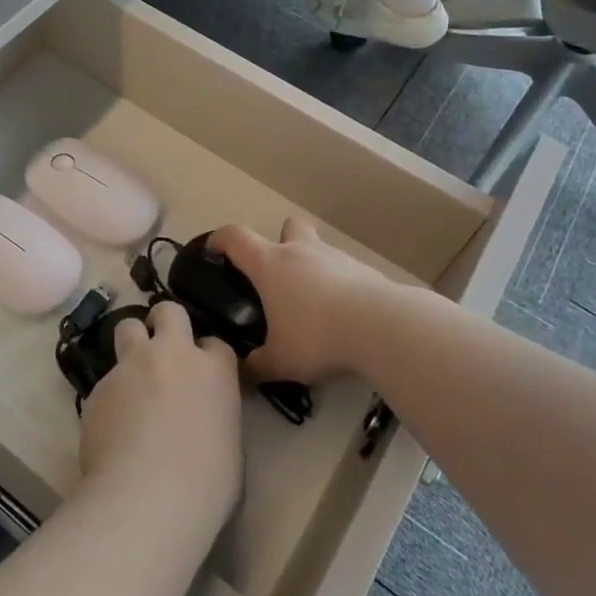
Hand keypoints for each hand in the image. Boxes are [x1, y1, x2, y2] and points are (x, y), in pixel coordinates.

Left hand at [78, 302, 241, 537]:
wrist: (148, 497)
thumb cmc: (205, 484)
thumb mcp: (229, 444)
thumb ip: (215, 413)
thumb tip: (201, 415)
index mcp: (213, 370)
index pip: (215, 342)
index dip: (206, 355)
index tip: (201, 372)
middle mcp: (172, 355)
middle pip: (168, 311)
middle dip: (164, 321)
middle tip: (161, 347)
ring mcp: (131, 366)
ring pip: (127, 327)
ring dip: (131, 343)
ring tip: (131, 375)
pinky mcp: (98, 386)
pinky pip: (104, 380)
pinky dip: (110, 395)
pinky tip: (111, 426)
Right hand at [211, 218, 390, 384]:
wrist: (381, 326)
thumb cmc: (317, 336)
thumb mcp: (279, 361)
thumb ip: (256, 365)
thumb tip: (242, 370)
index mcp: (270, 264)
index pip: (236, 237)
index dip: (220, 239)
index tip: (214, 250)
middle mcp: (301, 251)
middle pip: (287, 226)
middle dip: (280, 240)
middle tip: (278, 274)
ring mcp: (336, 257)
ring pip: (318, 247)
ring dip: (312, 265)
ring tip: (313, 303)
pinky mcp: (364, 270)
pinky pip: (344, 270)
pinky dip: (338, 284)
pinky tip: (343, 314)